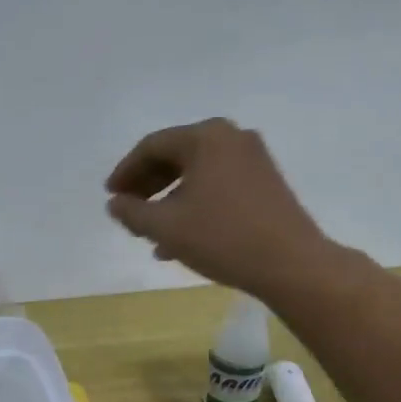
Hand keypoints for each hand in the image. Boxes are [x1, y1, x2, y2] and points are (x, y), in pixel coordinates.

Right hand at [106, 119, 329, 298]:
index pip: (152, 146)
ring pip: (196, 174)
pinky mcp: (265, 182)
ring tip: (150, 233)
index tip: (110, 196)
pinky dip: (194, 205)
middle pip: (176, 156)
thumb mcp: (165, 226)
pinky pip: (217, 186)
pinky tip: (180, 239)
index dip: (125, 171)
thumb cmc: (221, 237)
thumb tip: (115, 203)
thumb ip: (132, 212)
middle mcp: (231, 138)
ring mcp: (253, 159)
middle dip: (148, 185)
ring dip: (169, 200)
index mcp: (205, 137)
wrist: (290, 263)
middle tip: (128, 211)